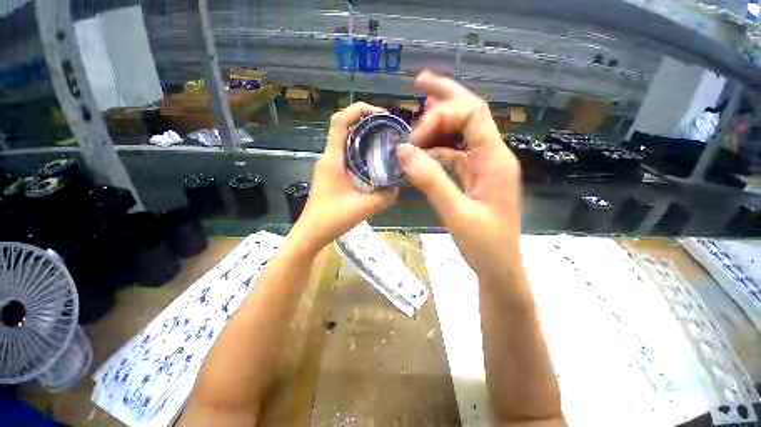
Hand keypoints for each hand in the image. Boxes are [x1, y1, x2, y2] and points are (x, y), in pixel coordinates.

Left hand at [296, 102, 397, 249]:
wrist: (312, 232)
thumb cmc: (333, 218)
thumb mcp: (364, 207)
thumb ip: (385, 198)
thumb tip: (398, 189)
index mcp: (333, 159)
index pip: (339, 121)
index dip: (358, 110)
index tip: (379, 113)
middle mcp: (328, 157)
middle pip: (343, 128)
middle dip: (365, 123)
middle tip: (386, 128)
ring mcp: (328, 166)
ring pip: (344, 142)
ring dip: (362, 138)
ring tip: (383, 142)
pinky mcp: (330, 174)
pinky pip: (345, 156)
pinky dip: (359, 152)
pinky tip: (372, 163)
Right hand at [397, 70, 522, 278]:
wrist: (500, 267)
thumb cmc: (484, 245)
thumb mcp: (456, 213)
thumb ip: (431, 181)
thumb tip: (403, 151)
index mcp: (495, 160)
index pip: (471, 115)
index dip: (440, 116)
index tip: (413, 137)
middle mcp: (493, 157)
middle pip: (472, 114)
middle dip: (446, 96)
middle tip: (419, 83)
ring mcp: (485, 167)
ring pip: (464, 133)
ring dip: (441, 123)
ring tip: (418, 118)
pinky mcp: (477, 179)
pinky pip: (458, 155)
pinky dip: (440, 150)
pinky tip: (425, 154)